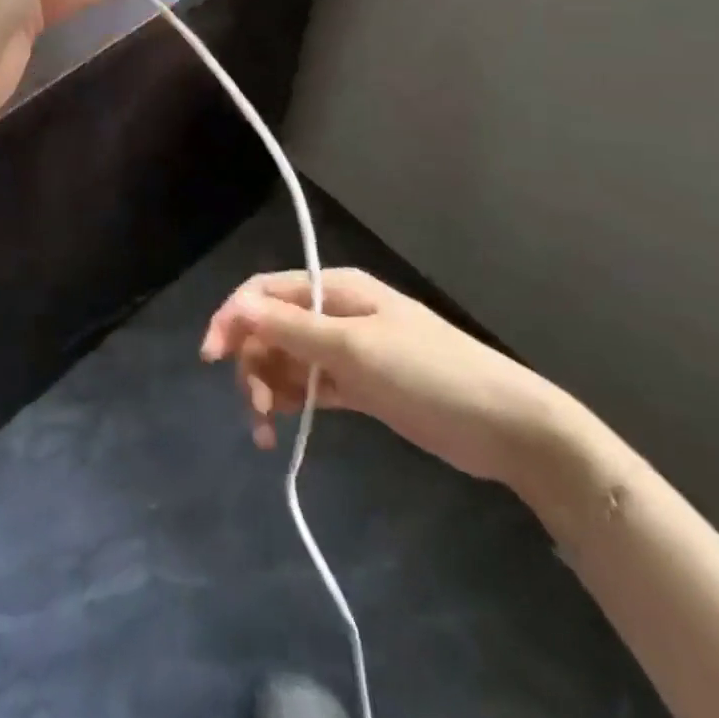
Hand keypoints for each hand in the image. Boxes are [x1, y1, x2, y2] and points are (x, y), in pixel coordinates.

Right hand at [200, 269, 571, 488]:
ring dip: (268, 387)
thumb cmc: (429, 374)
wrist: (507, 427)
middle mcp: (334, 312)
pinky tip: (284, 426)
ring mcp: (347, 350)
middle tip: (255, 408)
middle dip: (252, 363)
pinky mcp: (359, 385)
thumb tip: (236, 307)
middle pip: (271, 328)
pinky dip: (292, 401)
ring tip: (268, 429)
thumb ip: (292, 328)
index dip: (233, 318)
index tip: (211, 357)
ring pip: (287, 360)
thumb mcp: (354, 348)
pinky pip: (309, 386)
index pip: (264, 292)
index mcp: (334, 288)